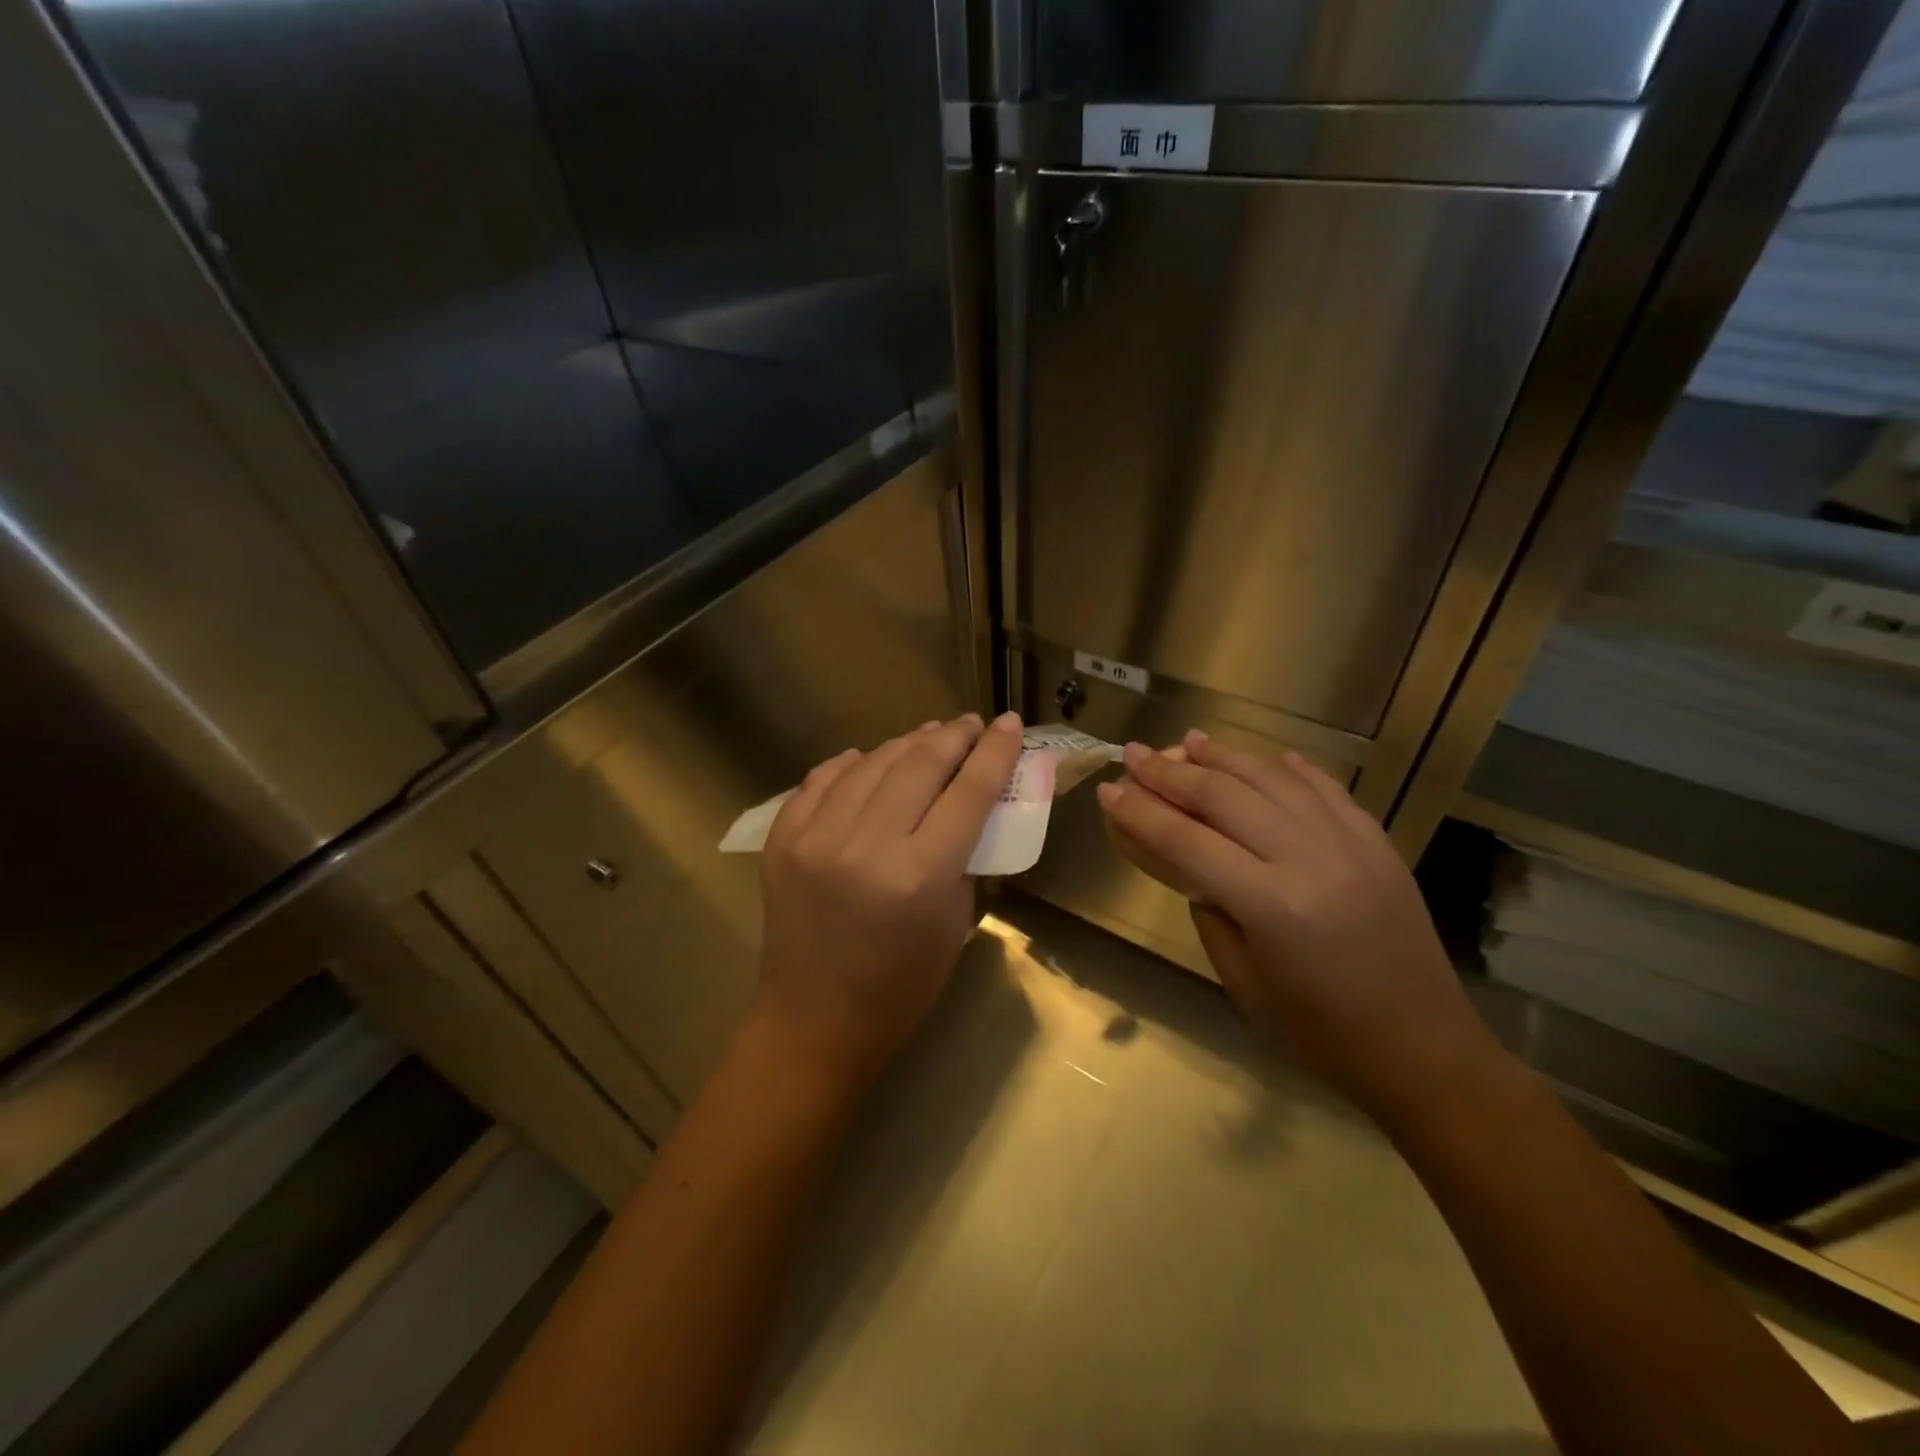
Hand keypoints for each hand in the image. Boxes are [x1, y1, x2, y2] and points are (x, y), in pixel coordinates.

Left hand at [753, 712, 1025, 1095]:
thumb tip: (969, 800)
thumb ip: (964, 857)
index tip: (1008, 722)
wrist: (813, 1021)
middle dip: (952, 737)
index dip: (993, 752)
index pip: (968, 793)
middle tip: (971, 724)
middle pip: (919, 765)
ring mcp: (815, 838)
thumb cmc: (900, 986)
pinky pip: (821, 780)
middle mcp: (865, 846)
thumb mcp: (954, 922)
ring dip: (906, 744)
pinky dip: (851, 764)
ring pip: (870, 763)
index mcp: (918, 875)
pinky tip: (870, 759)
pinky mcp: (782, 840)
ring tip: (929, 736)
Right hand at [1097, 732, 1496, 1122]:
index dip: (1140, 812)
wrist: (1425, 1051)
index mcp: (1270, 905)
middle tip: (1134, 752)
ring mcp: (1350, 844)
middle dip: (1171, 772)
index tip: (1109, 790)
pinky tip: (1268, 757)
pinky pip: (1327, 789)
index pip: (1185, 841)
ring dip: (1225, 757)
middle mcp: (1309, 859)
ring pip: (1273, 780)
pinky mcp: (1378, 843)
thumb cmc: (1320, 1034)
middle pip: (1224, 797)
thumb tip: (1192, 865)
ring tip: (1189, 740)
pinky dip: (1292, 768)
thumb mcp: (1242, 984)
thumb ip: (1211, 913)